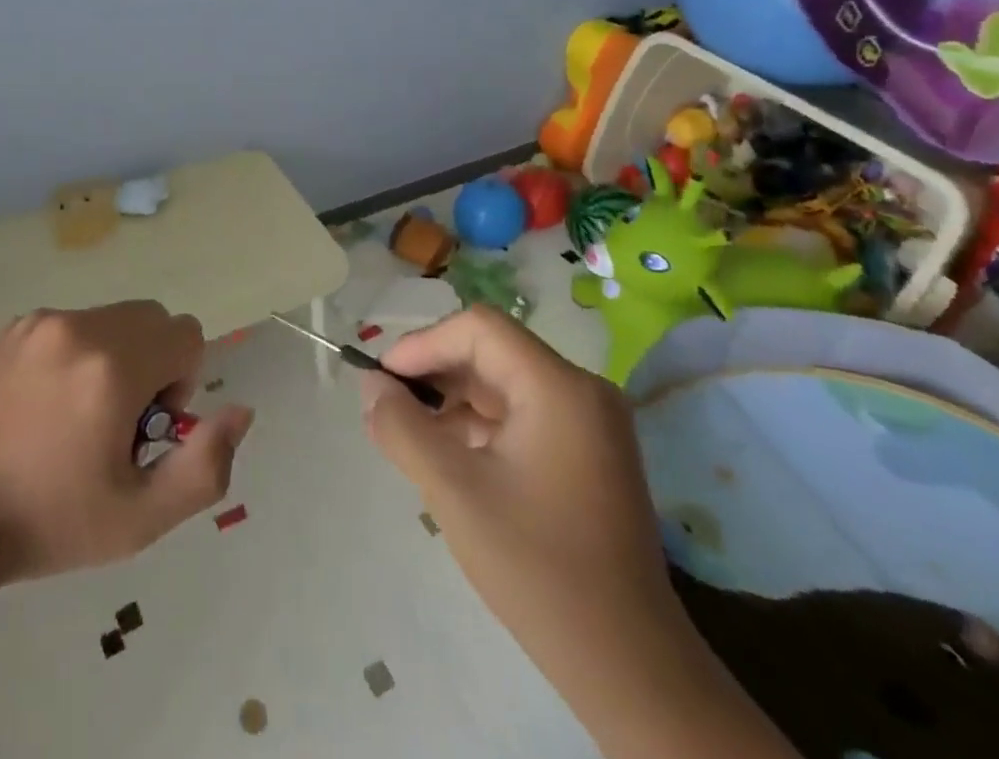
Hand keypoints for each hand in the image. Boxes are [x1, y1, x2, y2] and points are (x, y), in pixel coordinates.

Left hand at [0, 302, 253, 637]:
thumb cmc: (50, 524)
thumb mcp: (142, 518)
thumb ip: (206, 464)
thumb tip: (241, 409)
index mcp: (114, 367)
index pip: (186, 334)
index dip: (182, 383)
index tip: (146, 429)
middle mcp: (79, 327)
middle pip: (152, 318)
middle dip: (153, 363)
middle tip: (116, 423)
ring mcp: (41, 321)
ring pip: (113, 317)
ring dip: (116, 355)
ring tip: (77, 415)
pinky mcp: (13, 326)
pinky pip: (73, 322)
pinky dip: (78, 351)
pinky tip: (45, 404)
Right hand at [360, 306, 671, 653]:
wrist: (628, 668)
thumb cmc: (537, 568)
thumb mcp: (454, 491)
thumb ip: (402, 427)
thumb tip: (370, 384)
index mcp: (559, 387)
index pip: (479, 329)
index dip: (424, 344)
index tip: (383, 380)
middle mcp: (582, 391)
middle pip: (491, 353)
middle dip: (435, 374)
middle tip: (390, 408)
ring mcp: (591, 423)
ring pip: (503, 384)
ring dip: (454, 402)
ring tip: (412, 437)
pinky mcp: (589, 453)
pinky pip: (522, 415)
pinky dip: (480, 426)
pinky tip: (450, 458)